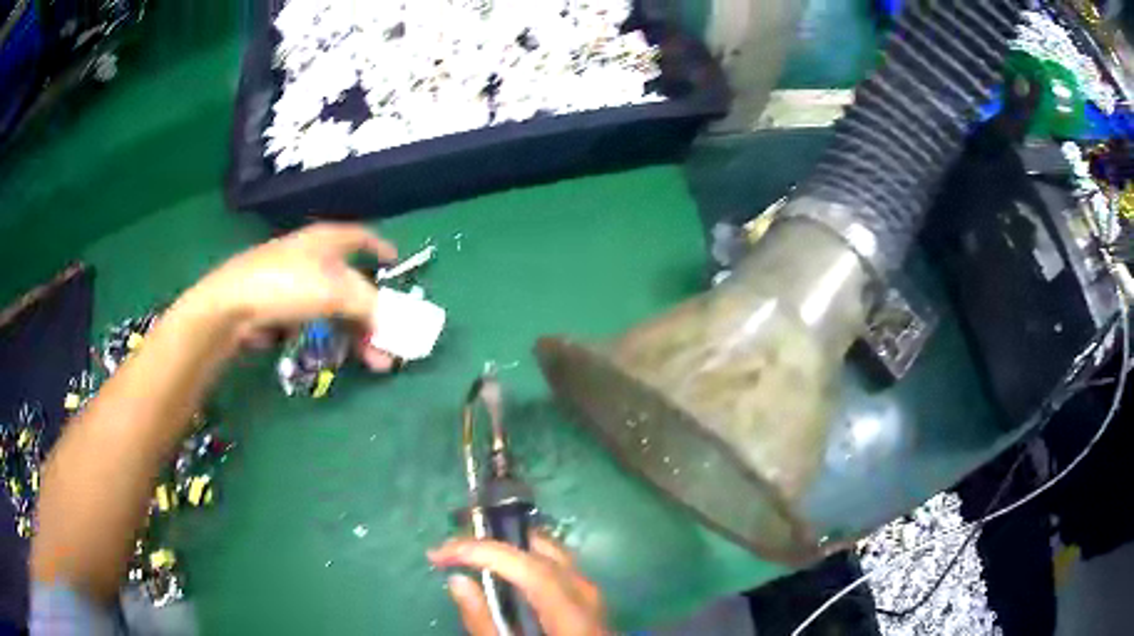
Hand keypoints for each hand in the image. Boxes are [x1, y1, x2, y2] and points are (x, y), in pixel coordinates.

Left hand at [181, 222, 397, 368]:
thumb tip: (390, 324)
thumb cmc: (288, 284)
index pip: (360, 236)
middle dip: (375, 312)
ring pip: (336, 309)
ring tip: (374, 362)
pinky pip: (317, 324)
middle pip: (351, 283)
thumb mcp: (337, 291)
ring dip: (358, 334)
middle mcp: (312, 258)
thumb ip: (370, 306)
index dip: (380, 247)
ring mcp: (295, 285)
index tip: (396, 263)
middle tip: (392, 338)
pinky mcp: (281, 310)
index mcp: (327, 240)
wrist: (233, 306)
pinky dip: (333, 339)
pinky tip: (342, 357)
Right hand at [429, 535, 608, 635]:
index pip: (529, 567)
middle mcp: (588, 596)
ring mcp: (593, 596)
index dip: (483, 551)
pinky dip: (527, 560)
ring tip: (472, 555)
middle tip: (453, 548)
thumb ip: (484, 622)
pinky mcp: (589, 601)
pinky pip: (558, 567)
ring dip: (511, 547)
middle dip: (495, 540)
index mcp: (571, 614)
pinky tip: (505, 572)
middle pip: (544, 551)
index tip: (441, 554)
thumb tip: (457, 579)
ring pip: (553, 554)